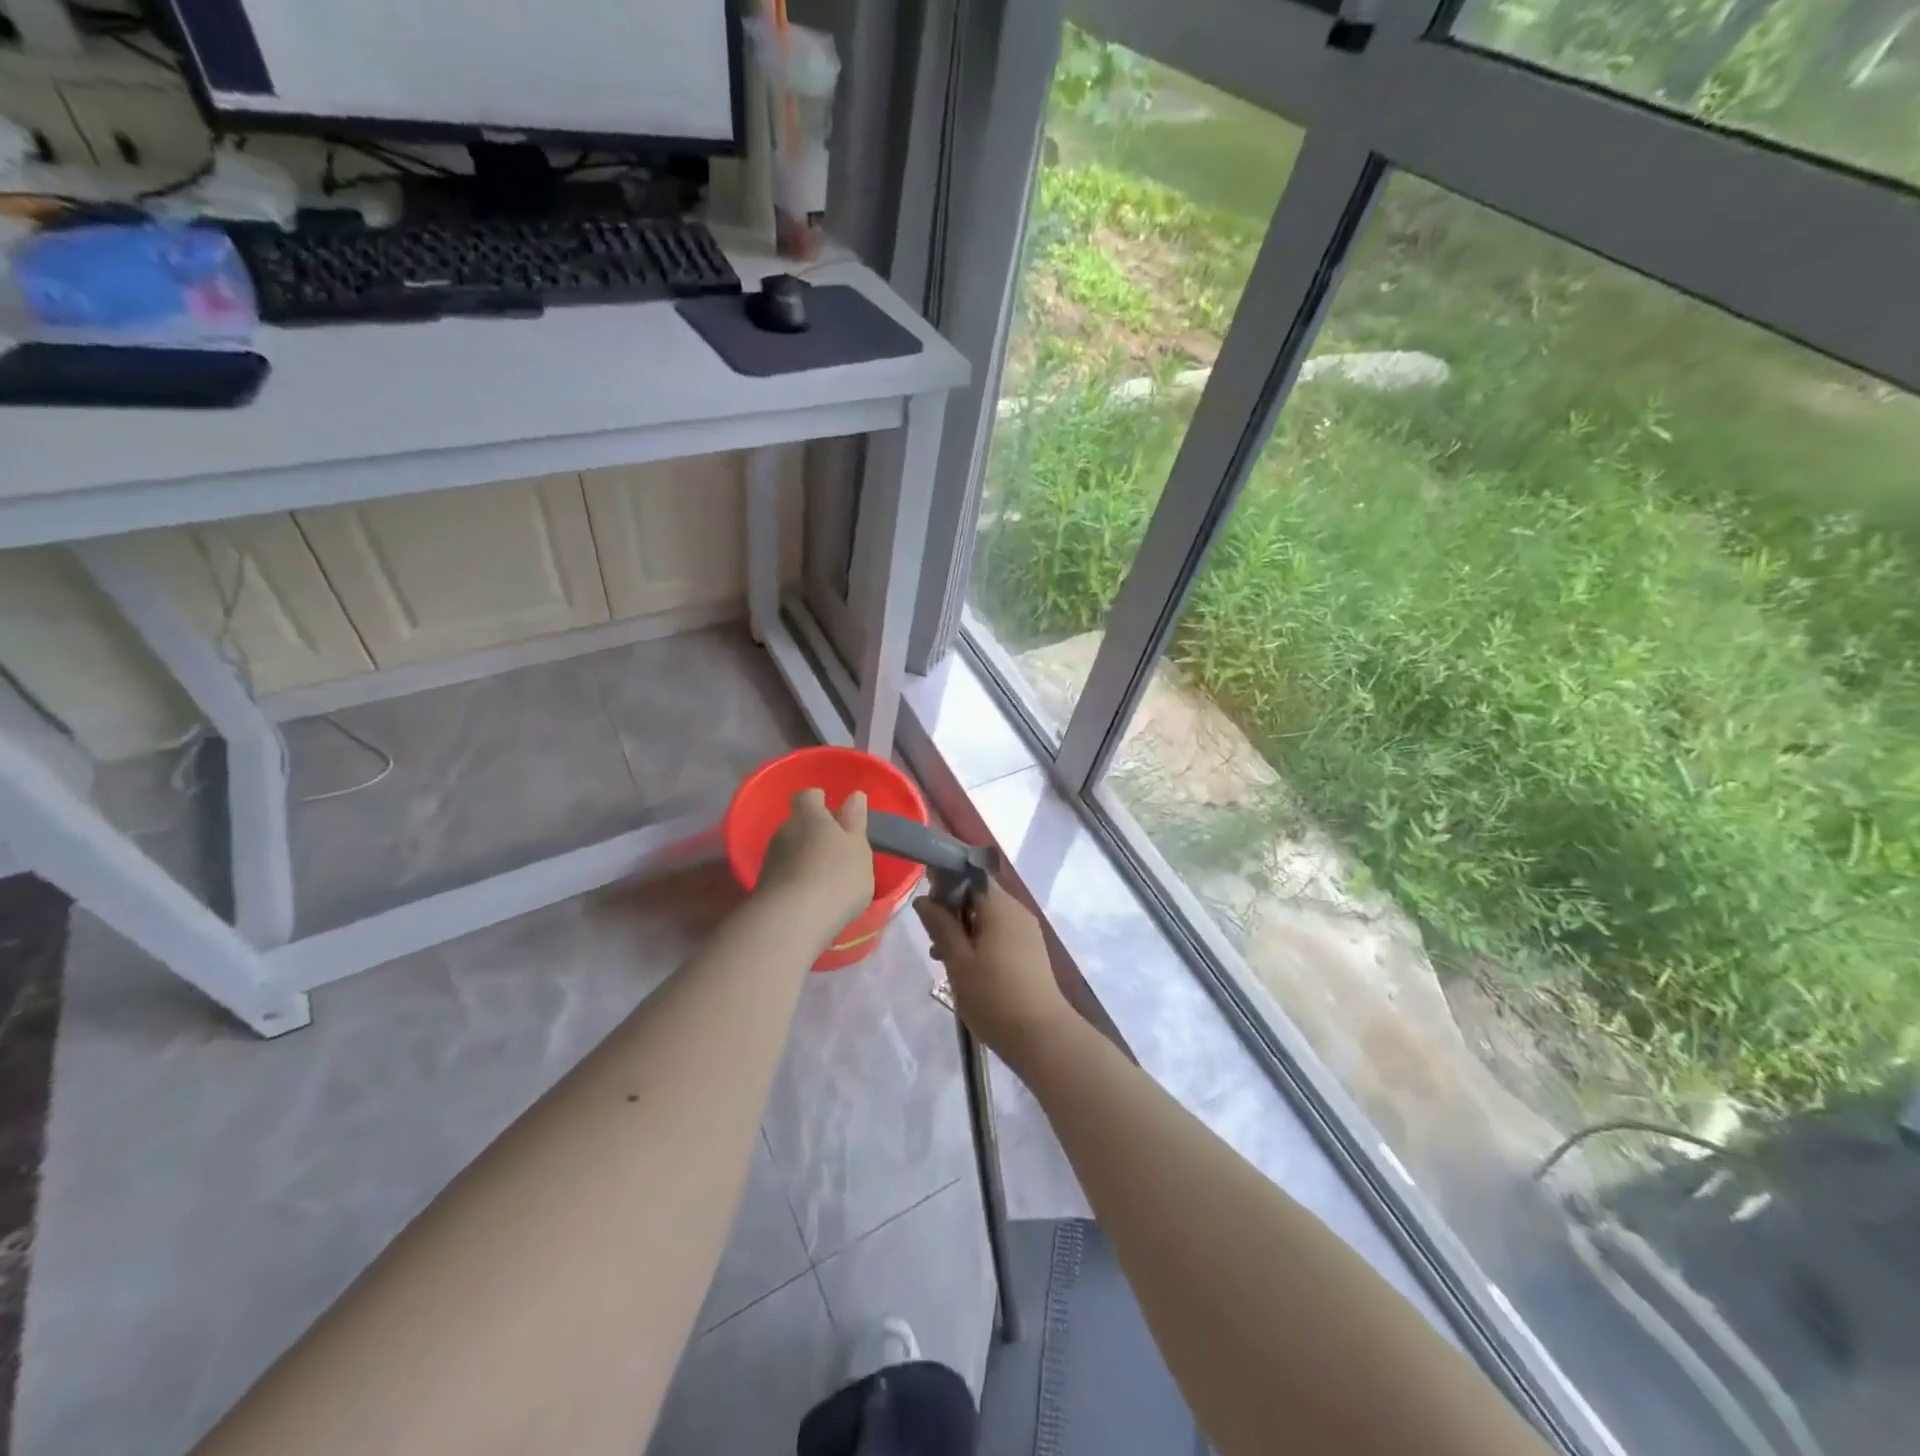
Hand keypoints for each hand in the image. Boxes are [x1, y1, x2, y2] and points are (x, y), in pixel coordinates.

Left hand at [755, 788, 873, 931]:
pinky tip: (810, 898)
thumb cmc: (836, 876)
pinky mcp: (763, 888)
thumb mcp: (858, 847)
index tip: (835, 814)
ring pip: (789, 851)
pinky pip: (783, 876)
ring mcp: (770, 860)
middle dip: (813, 834)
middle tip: (836, 850)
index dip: (820, 802)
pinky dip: (795, 881)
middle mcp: (784, 831)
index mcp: (809, 816)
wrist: (792, 921)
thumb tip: (854, 795)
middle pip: (798, 824)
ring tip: (824, 879)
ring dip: (803, 859)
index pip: (809, 796)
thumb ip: (855, 821)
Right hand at [914, 881, 1073, 1065]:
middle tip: (931, 938)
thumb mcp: (958, 962)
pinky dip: (980, 941)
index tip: (926, 904)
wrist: (1042, 1036)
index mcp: (1000, 906)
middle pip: (979, 896)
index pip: (969, 876)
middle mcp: (1017, 910)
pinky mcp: (1031, 950)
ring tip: (943, 958)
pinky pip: (1000, 933)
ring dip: (964, 929)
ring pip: (988, 917)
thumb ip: (940, 926)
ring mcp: (1027, 930)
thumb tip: (923, 899)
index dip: (945, 883)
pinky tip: (966, 968)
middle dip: (952, 910)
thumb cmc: (994, 996)